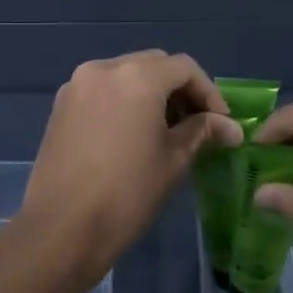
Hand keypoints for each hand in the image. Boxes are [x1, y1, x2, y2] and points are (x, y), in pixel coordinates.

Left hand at [20, 51, 241, 280]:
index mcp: (136, 76)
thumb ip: (202, 132)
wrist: (61, 227)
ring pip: (126, 74)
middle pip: (154, 64)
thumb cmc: (127, 193)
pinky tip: (132, 133)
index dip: (209, 92)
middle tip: (197, 124)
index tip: (222, 123)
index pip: (184, 68)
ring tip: (166, 131)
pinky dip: (124, 100)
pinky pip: (102, 90)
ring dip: (151, 93)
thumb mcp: (174, 160)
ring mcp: (77, 84)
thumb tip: (231, 128)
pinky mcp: (61, 105)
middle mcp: (104, 68)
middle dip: (180, 89)